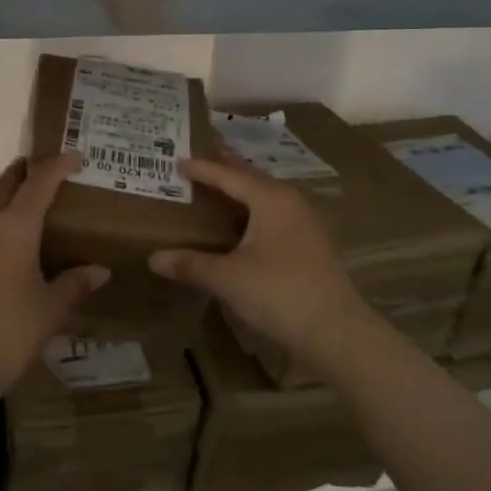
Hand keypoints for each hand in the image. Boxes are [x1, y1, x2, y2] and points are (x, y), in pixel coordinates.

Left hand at [0, 152, 109, 400]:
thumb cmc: (9, 333)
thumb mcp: (50, 310)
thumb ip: (74, 284)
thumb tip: (99, 271)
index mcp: (14, 229)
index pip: (39, 183)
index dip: (57, 166)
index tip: (74, 156)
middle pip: (5, 185)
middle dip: (25, 173)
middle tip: (46, 170)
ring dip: (7, 198)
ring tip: (30, 208)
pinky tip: (6, 247)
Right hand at [149, 155, 379, 377]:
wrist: (336, 331)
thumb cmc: (279, 293)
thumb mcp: (228, 278)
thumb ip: (191, 264)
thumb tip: (154, 258)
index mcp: (270, 199)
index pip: (229, 175)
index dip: (202, 169)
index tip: (178, 160)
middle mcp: (290, 202)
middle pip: (252, 178)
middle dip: (226, 169)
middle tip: (201, 159)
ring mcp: (304, 223)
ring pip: (266, 196)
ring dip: (242, 189)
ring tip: (219, 186)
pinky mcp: (310, 244)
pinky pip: (274, 214)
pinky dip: (253, 210)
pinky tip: (243, 224)